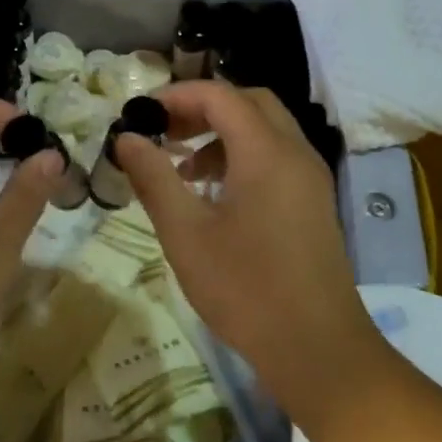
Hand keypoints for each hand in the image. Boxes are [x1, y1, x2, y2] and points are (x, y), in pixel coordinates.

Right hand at [114, 81, 394, 416]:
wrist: (315, 346)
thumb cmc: (244, 288)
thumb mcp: (186, 233)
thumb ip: (154, 178)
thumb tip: (126, 138)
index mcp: (267, 152)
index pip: (220, 95)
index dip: (176, 95)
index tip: (139, 114)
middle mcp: (296, 153)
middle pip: (249, 104)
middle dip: (202, 108)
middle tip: (163, 132)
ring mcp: (311, 179)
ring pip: (266, 132)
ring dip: (223, 134)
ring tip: (182, 166)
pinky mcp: (314, 204)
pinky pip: (277, 159)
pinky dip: (243, 158)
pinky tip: (214, 195)